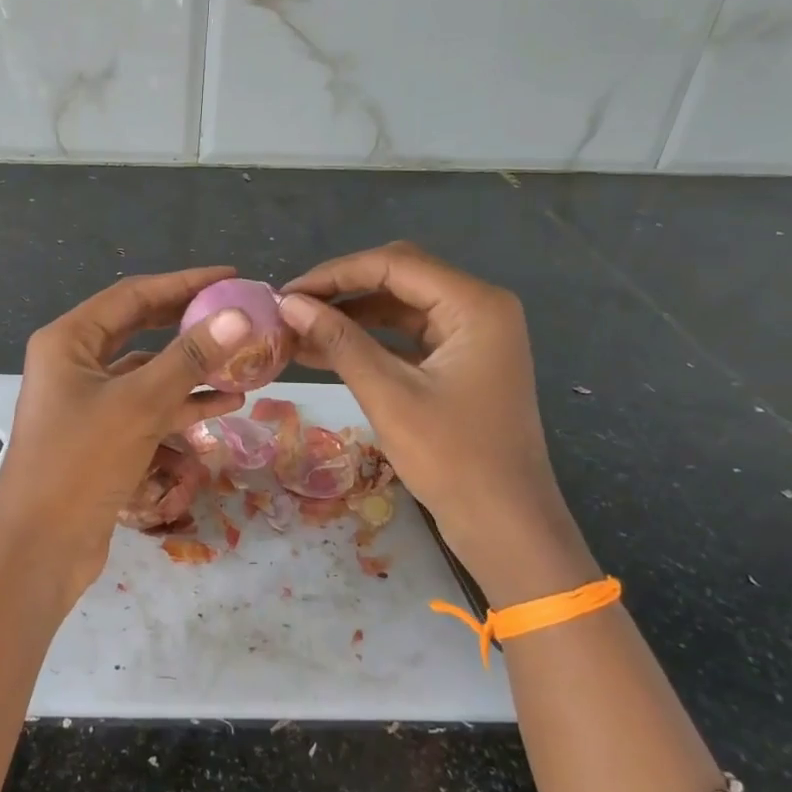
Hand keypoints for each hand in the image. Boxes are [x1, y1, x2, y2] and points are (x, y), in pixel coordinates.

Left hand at [0, 267, 252, 602]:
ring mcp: (88, 402)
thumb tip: (238, 315)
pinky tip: (225, 405)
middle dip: (190, 324)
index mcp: (69, 340)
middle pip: (142, 330)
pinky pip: (147, 408)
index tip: (231, 276)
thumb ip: (190, 358)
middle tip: (238, 316)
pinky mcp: (102, 436)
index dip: (184, 282)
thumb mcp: (139, 404)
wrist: (38, 548)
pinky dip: (182, 405)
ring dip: (193, 369)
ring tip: (244, 365)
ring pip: (149, 372)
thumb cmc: (79, 463)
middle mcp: (75, 363)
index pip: (133, 295)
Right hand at [280, 243, 593, 601]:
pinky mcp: (461, 362)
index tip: (285, 294)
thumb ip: (339, 341)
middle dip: (341, 290)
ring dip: (350, 316)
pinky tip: (324, 351)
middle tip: (290, 308)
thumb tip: (288, 304)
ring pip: (400, 307)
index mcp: (475, 304)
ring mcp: (472, 336)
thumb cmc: (453, 459)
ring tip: (297, 331)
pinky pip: (407, 337)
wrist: (506, 527)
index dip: (334, 274)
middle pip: (399, 277)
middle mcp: (479, 308)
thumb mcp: (388, 395)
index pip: (394, 263)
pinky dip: (369, 341)